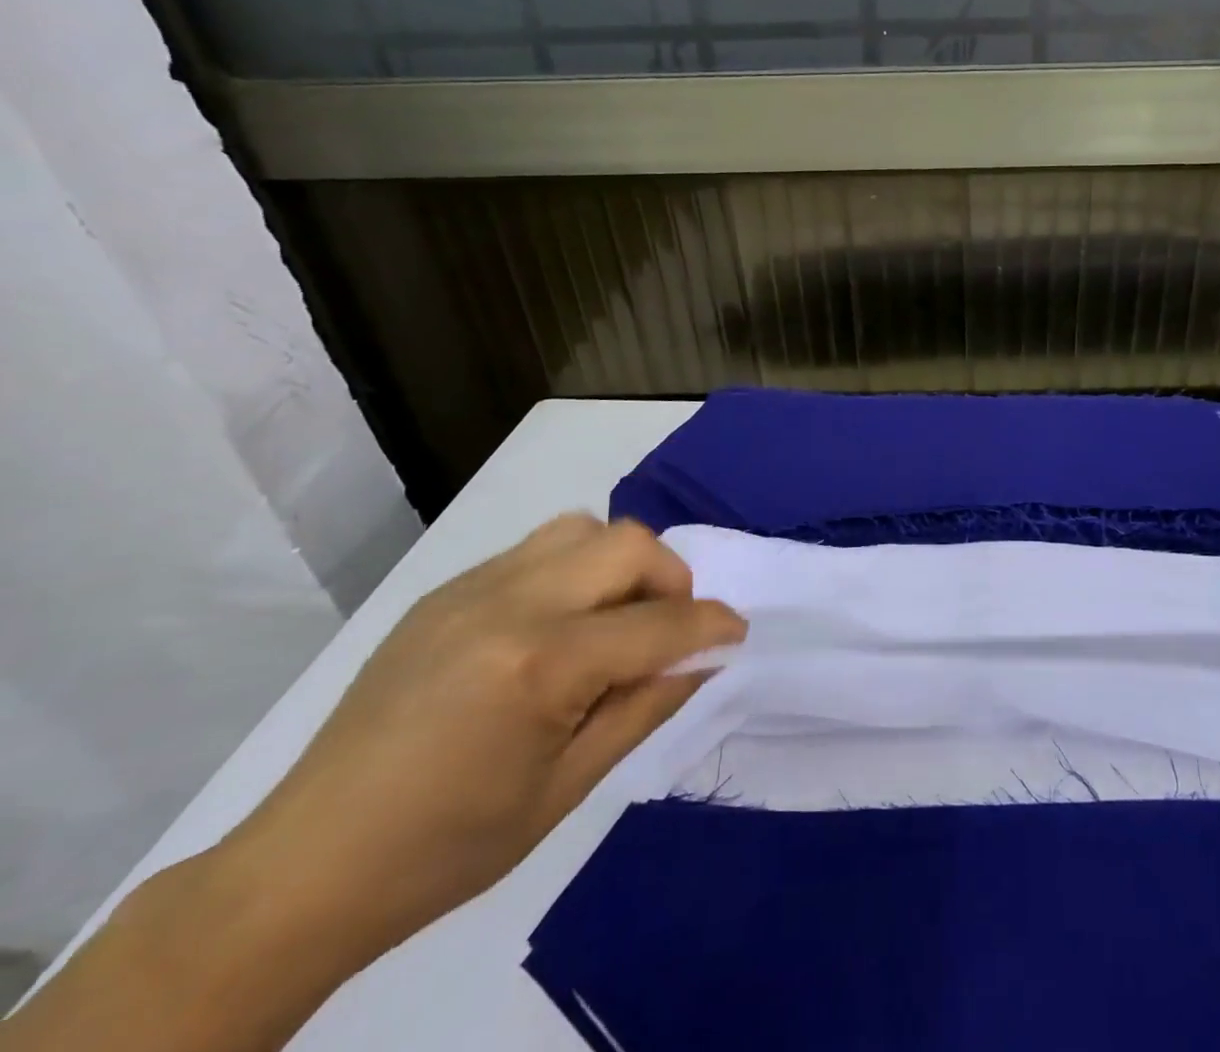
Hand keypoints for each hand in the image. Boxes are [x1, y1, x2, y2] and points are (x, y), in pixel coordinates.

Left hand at [234, 513, 743, 965]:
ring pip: (582, 529)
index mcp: (541, 665)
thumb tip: (704, 657)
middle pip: (627, 544)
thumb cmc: (450, 845)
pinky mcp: (446, 590)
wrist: (306, 867)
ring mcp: (471, 588)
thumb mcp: (568, 787)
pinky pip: (535, 550)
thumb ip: (646, 705)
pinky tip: (556, 624)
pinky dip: (572, 570)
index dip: (712, 626)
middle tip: (668, 629)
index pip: (659, 624)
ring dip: (619, 564)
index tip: (736, 634)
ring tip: (614, 617)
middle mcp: (510, 604)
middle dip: (671, 579)